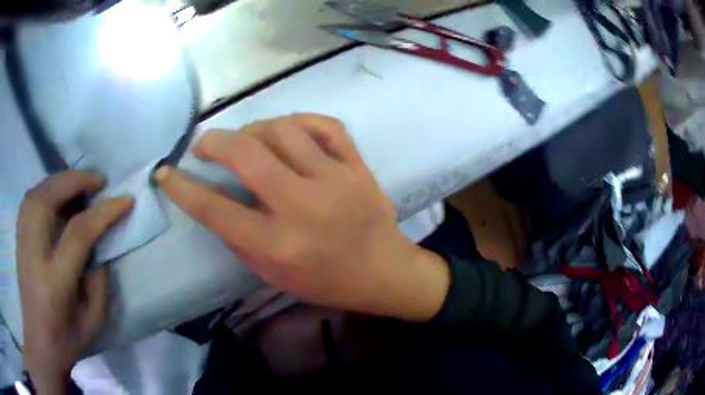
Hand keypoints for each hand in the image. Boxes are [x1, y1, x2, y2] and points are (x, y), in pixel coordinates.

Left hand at [17, 171, 133, 393]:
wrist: (39, 340)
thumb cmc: (67, 338)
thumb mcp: (94, 321)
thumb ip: (100, 281)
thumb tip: (100, 245)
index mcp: (54, 281)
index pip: (78, 233)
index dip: (103, 212)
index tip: (125, 201)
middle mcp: (33, 252)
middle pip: (50, 199)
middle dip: (77, 181)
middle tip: (100, 180)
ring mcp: (23, 241)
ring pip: (39, 191)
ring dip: (62, 181)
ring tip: (80, 183)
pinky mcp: (19, 235)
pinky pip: (31, 197)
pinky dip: (47, 187)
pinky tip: (58, 193)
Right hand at [156, 114, 448, 320]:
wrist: (383, 271)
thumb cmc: (327, 282)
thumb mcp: (274, 275)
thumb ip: (239, 239)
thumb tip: (213, 200)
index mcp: (279, 244)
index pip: (216, 209)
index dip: (183, 188)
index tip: (165, 172)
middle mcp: (303, 207)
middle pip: (246, 154)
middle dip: (215, 142)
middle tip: (205, 144)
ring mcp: (336, 180)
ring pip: (284, 130)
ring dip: (255, 129)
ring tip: (249, 140)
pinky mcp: (359, 166)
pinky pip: (326, 125)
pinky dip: (300, 121)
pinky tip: (288, 132)